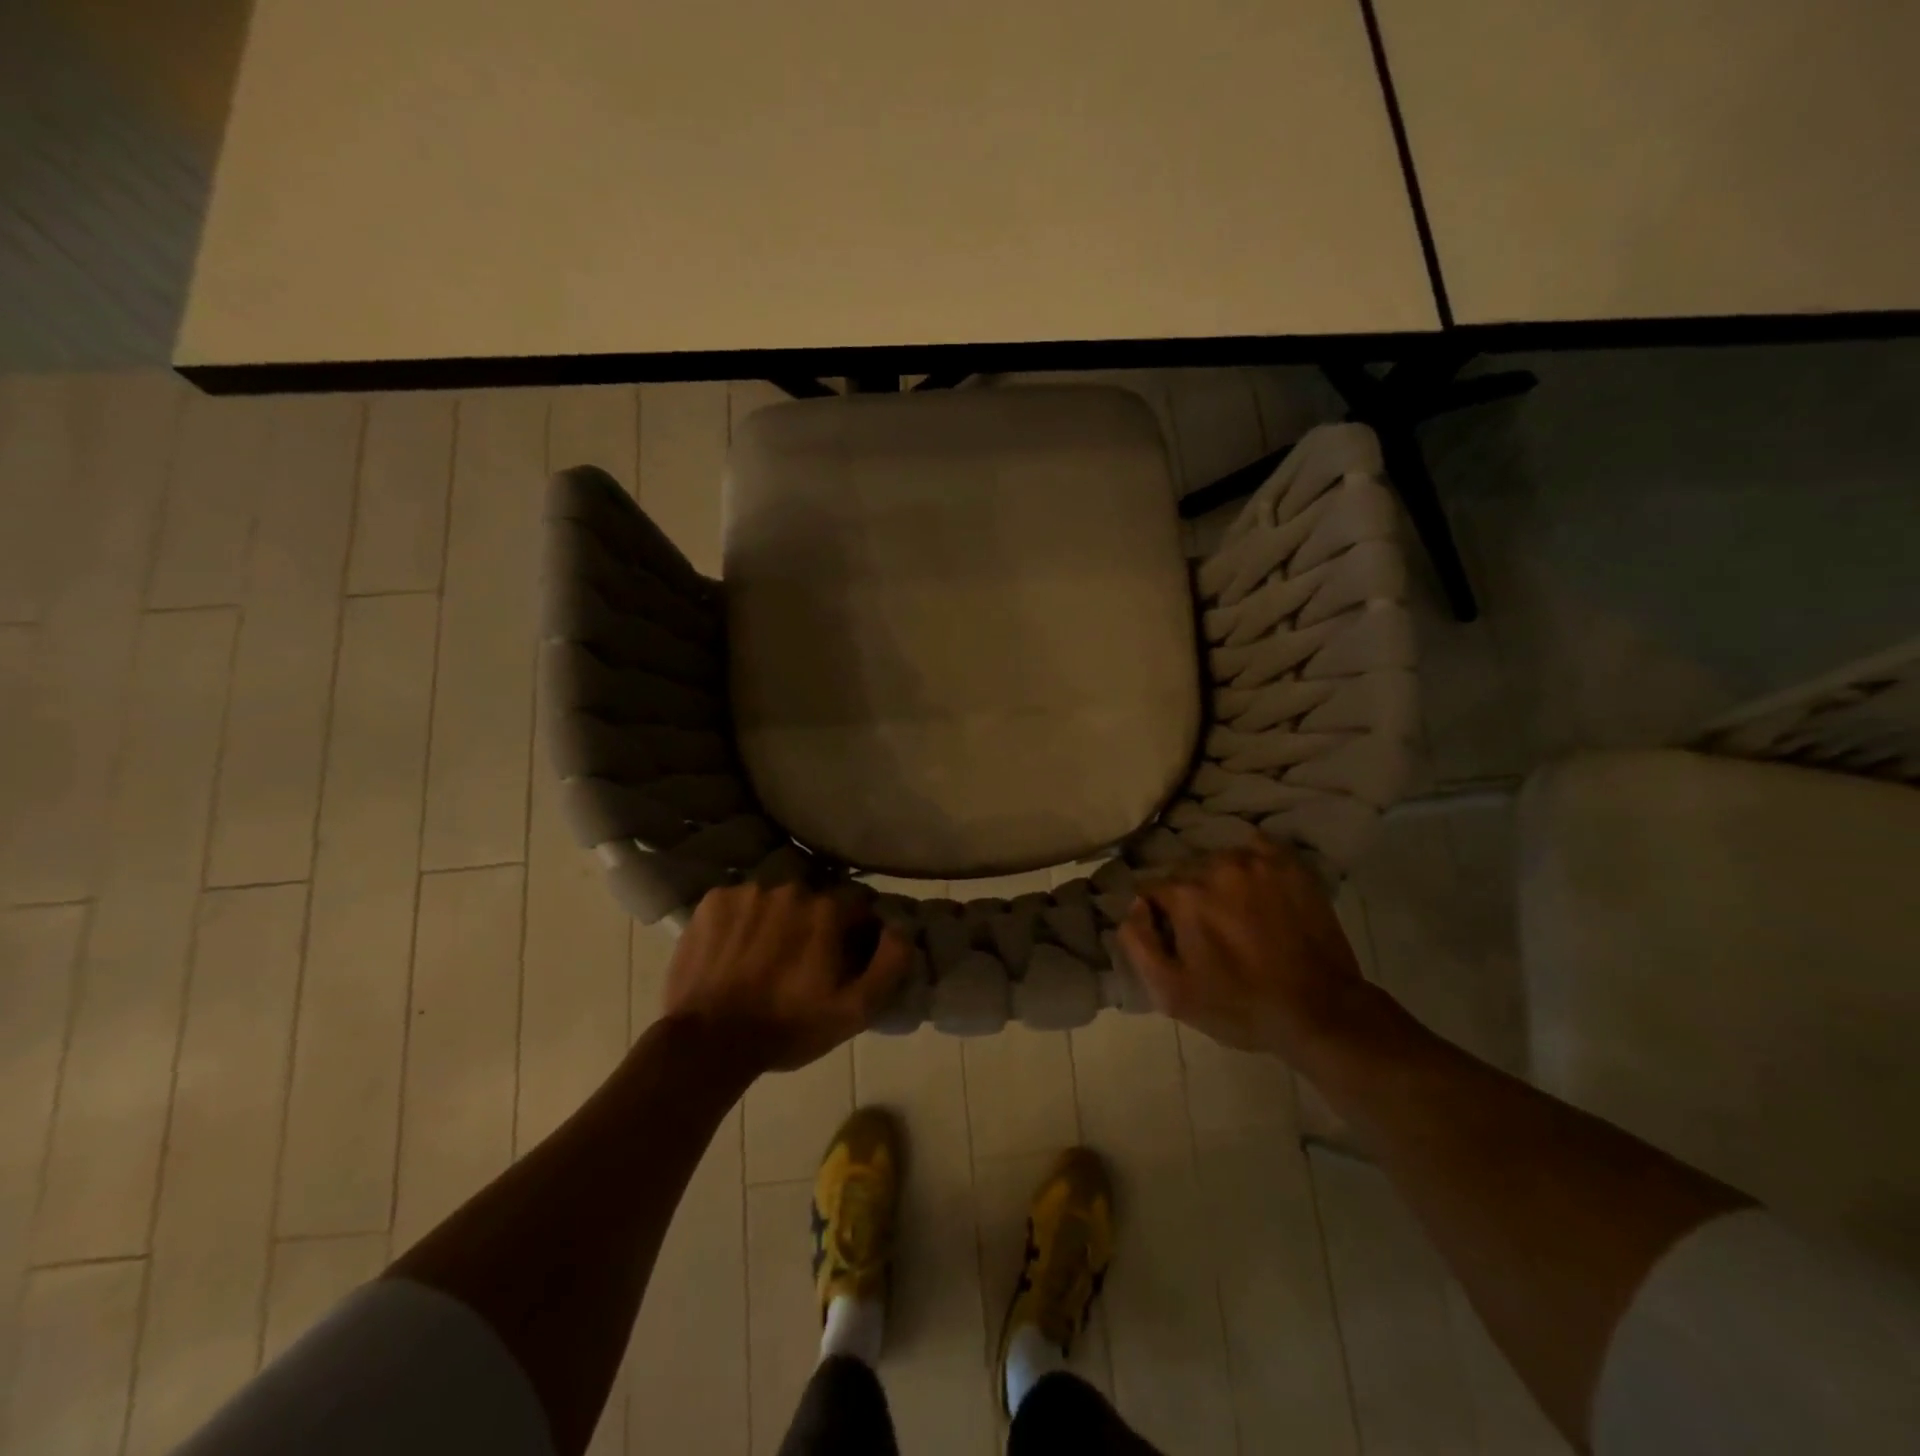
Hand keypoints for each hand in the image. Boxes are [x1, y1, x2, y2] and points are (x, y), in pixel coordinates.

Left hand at [663, 880, 911, 1073]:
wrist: (708, 1042)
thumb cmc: (787, 1028)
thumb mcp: (854, 1010)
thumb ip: (889, 963)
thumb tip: (901, 927)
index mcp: (827, 909)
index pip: (857, 903)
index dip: (856, 929)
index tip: (845, 954)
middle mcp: (790, 887)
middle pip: (814, 898)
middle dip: (815, 922)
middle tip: (802, 959)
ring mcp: (747, 891)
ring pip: (775, 898)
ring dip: (777, 918)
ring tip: (764, 956)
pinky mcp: (712, 900)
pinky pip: (739, 901)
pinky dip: (741, 920)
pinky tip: (735, 950)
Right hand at [1117, 838, 1366, 1060]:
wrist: (1322, 1012)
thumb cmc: (1241, 1006)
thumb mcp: (1172, 993)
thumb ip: (1138, 943)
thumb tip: (1134, 906)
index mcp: (1186, 894)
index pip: (1151, 889)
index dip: (1157, 915)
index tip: (1174, 939)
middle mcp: (1218, 866)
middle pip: (1185, 873)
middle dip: (1189, 898)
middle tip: (1208, 932)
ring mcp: (1258, 861)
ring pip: (1218, 862)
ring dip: (1219, 883)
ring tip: (1237, 915)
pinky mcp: (1290, 864)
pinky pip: (1255, 850)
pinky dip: (1250, 865)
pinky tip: (1257, 892)